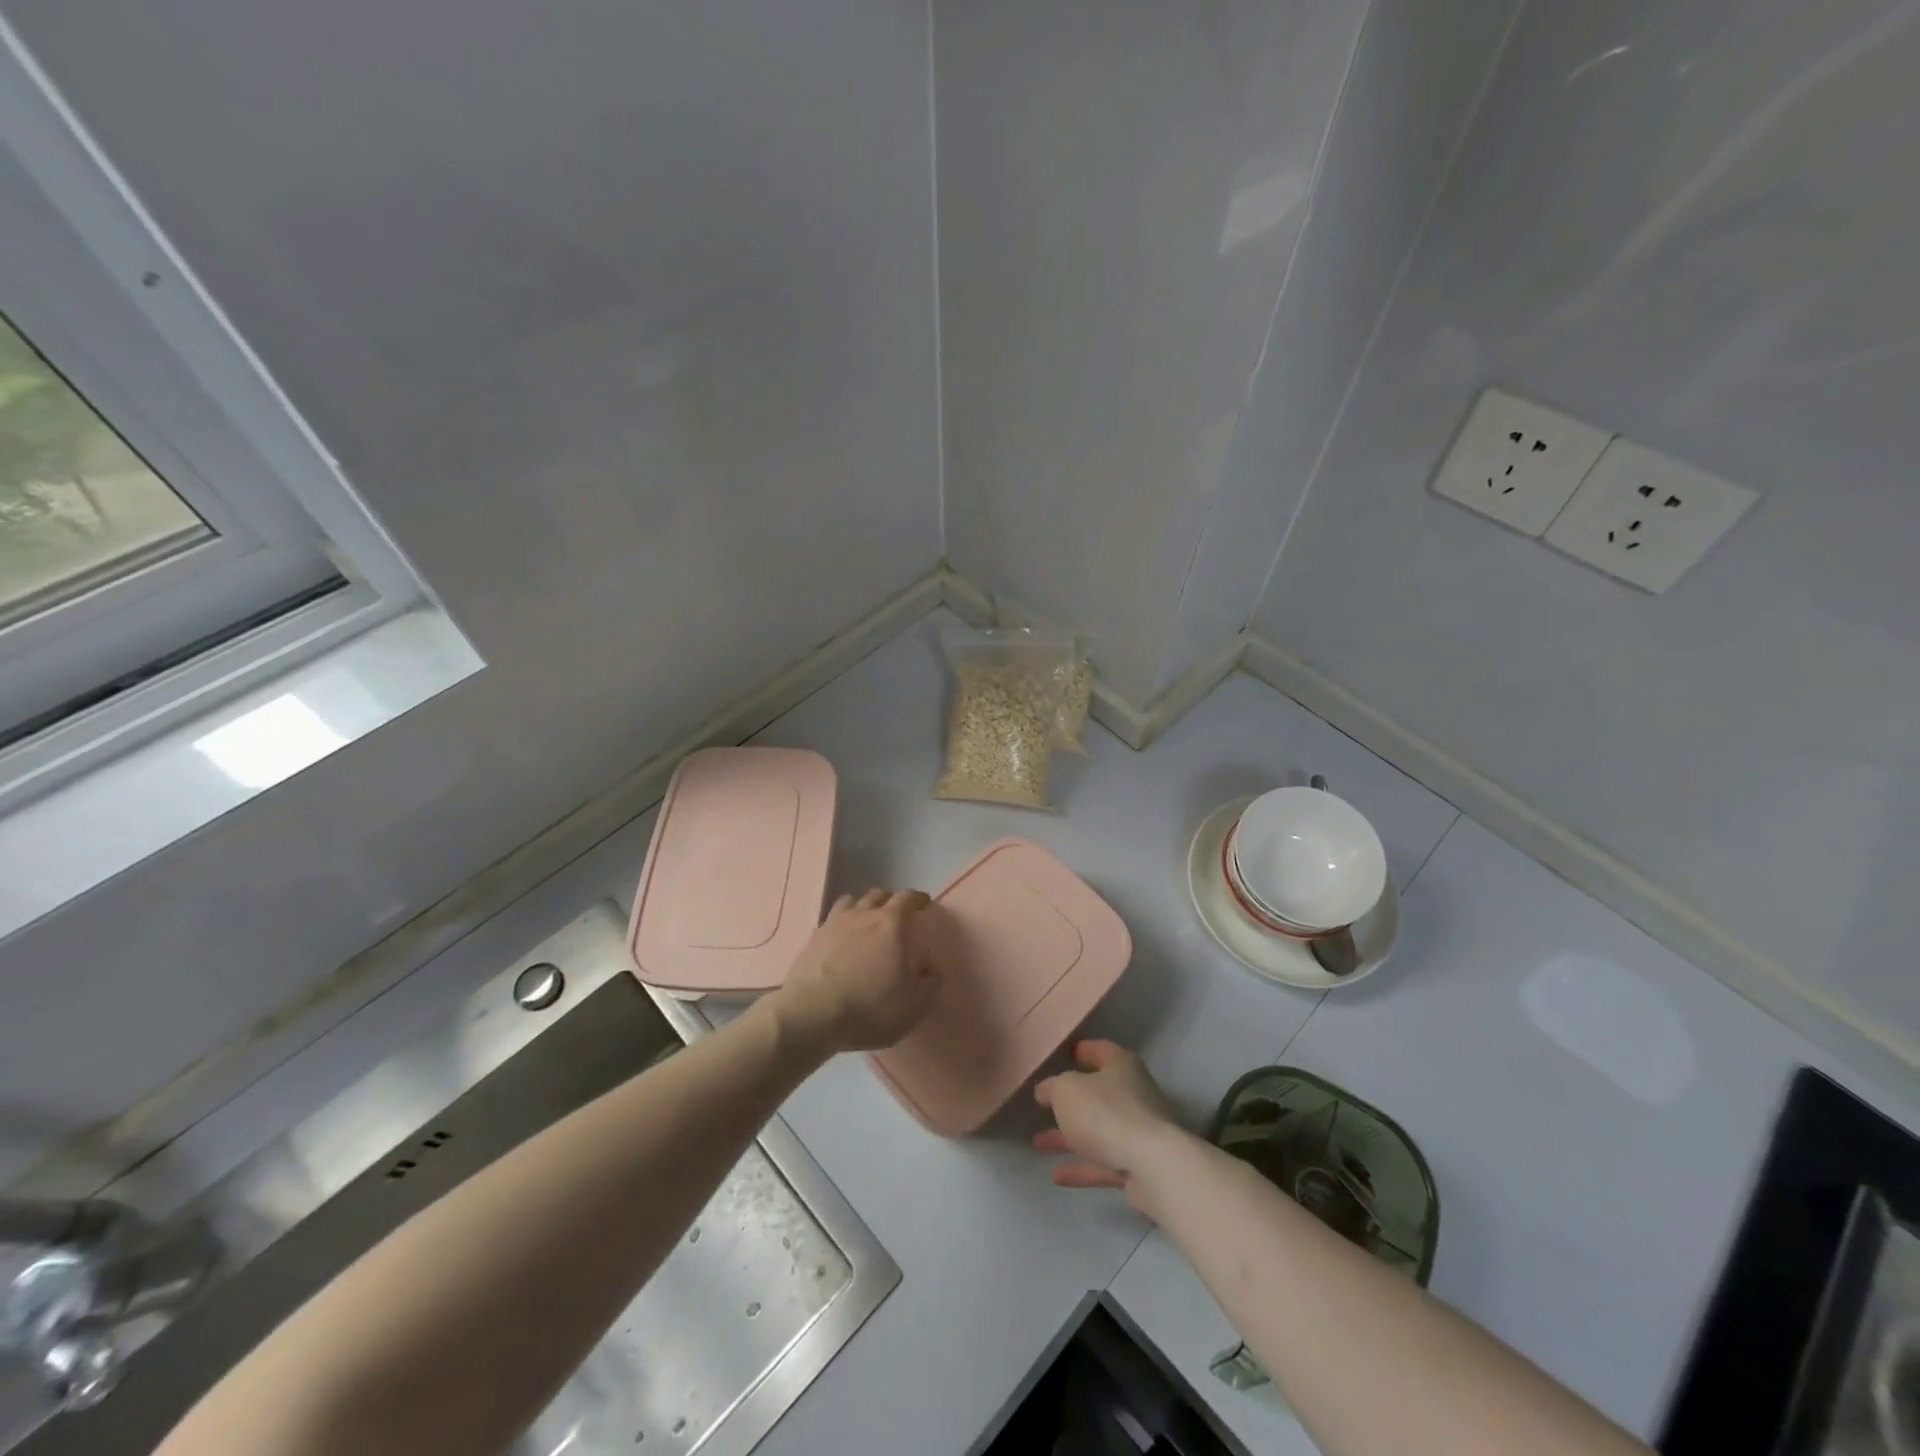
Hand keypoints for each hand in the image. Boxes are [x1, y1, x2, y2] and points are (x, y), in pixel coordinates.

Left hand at [770, 888, 939, 1056]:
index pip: (907, 898)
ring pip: (850, 901)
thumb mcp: (913, 1005)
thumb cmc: (870, 1007)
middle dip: (890, 900)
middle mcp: (862, 914)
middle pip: (878, 894)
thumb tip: (932, 972)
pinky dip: (840, 925)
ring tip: (866, 920)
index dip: (918, 899)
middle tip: (897, 914)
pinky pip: (830, 921)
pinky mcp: (812, 939)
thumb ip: (929, 985)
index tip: (924, 904)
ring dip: (862, 906)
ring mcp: (833, 923)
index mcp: (891, 923)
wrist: (812, 1015)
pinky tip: (840, 940)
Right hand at [1034, 1041, 1185, 1209]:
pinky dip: (1082, 1167)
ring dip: (1070, 1137)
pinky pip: (1104, 1162)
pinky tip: (1056, 1176)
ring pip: (1098, 1130)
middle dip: (1071, 1101)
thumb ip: (1052, 1088)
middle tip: (1045, 1105)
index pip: (1100, 1050)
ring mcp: (1138, 1132)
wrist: (1152, 1166)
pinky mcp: (1139, 1166)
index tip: (1066, 1054)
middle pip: (1098, 1093)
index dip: (1083, 1050)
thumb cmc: (1105, 1113)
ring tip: (1039, 1143)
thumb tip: (1045, 1090)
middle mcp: (1133, 1094)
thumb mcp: (1066, 1091)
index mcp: (1121, 1066)